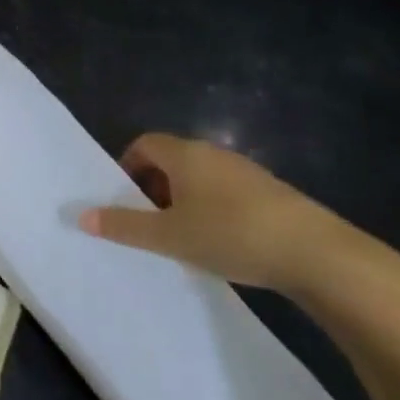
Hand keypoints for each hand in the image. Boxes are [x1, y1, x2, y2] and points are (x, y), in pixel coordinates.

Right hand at [78, 133, 367, 295]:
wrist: (318, 255)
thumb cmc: (231, 235)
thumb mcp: (168, 236)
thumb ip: (124, 226)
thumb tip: (82, 215)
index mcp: (185, 154)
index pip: (144, 144)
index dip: (127, 167)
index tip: (125, 200)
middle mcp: (214, 153)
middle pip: (171, 159)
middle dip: (153, 187)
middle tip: (149, 223)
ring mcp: (246, 172)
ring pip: (200, 177)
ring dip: (184, 201)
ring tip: (183, 238)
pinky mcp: (272, 194)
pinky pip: (226, 192)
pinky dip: (212, 210)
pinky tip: (221, 244)